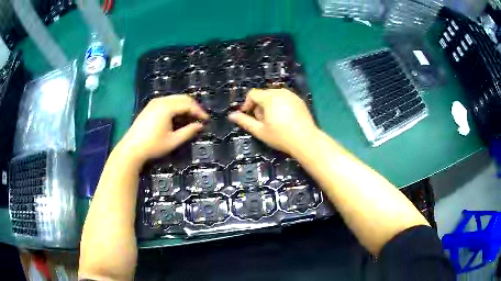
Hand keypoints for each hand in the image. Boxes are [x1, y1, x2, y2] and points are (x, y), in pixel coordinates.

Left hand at [117, 95, 208, 164]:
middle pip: (182, 98)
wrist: (131, 148)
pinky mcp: (150, 106)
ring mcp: (154, 102)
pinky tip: (177, 117)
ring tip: (190, 118)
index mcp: (167, 107)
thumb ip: (188, 132)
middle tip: (200, 118)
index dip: (199, 111)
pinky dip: (175, 107)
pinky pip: (167, 102)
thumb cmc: (153, 146)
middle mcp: (160, 100)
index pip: (188, 104)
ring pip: (174, 99)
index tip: (206, 120)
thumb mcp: (173, 141)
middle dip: (193, 107)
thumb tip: (200, 125)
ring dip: (184, 106)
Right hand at [228, 88, 318, 154]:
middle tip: (262, 121)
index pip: (252, 94)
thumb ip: (245, 121)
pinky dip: (280, 105)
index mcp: (270, 98)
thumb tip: (231, 115)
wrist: (306, 141)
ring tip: (273, 120)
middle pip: (263, 94)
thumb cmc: (281, 136)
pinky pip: (284, 98)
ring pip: (274, 95)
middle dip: (258, 105)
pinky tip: (284, 118)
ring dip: (269, 105)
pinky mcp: (299, 100)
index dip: (247, 104)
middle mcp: (281, 92)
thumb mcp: (260, 131)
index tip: (248, 115)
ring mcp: (292, 95)